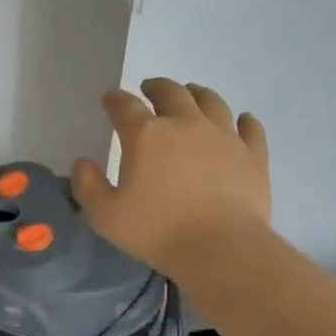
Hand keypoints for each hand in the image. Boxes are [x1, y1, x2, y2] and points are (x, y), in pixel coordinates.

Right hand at [71, 80, 271, 274]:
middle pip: (171, 92)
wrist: (221, 248)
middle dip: (156, 88)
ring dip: (197, 93)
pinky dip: (244, 121)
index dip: (114, 100)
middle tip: (149, 90)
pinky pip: (250, 128)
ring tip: (191, 94)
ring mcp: (224, 136)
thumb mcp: (105, 215)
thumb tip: (82, 163)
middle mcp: (186, 123)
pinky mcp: (253, 155)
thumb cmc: (157, 231)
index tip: (109, 100)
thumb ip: (88, 185)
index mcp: (146, 135)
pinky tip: (242, 120)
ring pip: (211, 101)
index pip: (125, 106)